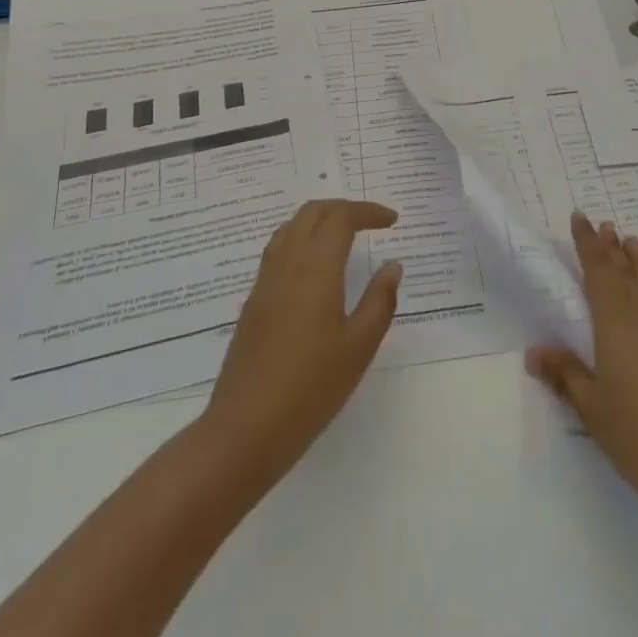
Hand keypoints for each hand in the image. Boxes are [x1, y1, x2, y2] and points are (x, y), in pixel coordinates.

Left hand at [202, 200, 403, 487]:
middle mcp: (287, 262)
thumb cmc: (311, 388)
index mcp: (316, 267)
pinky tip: (315, 267)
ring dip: (320, 220)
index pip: (341, 217)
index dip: (368, 211)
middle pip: (312, 212)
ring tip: (345, 237)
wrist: (246, 428)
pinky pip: (278, 249)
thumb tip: (392, 265)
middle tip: (371, 222)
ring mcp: (265, 280)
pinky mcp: (254, 300)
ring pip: (291, 227)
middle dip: (344, 208)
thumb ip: (379, 300)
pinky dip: (302, 239)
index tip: (392, 221)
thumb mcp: (359, 346)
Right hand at [527, 213, 637, 529]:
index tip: (581, 217)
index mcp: (615, 320)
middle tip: (606, 226)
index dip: (587, 242)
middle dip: (612, 247)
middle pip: (626, 271)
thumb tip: (534, 352)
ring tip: (633, 243)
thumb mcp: (593, 409)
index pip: (596, 269)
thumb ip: (566, 375)